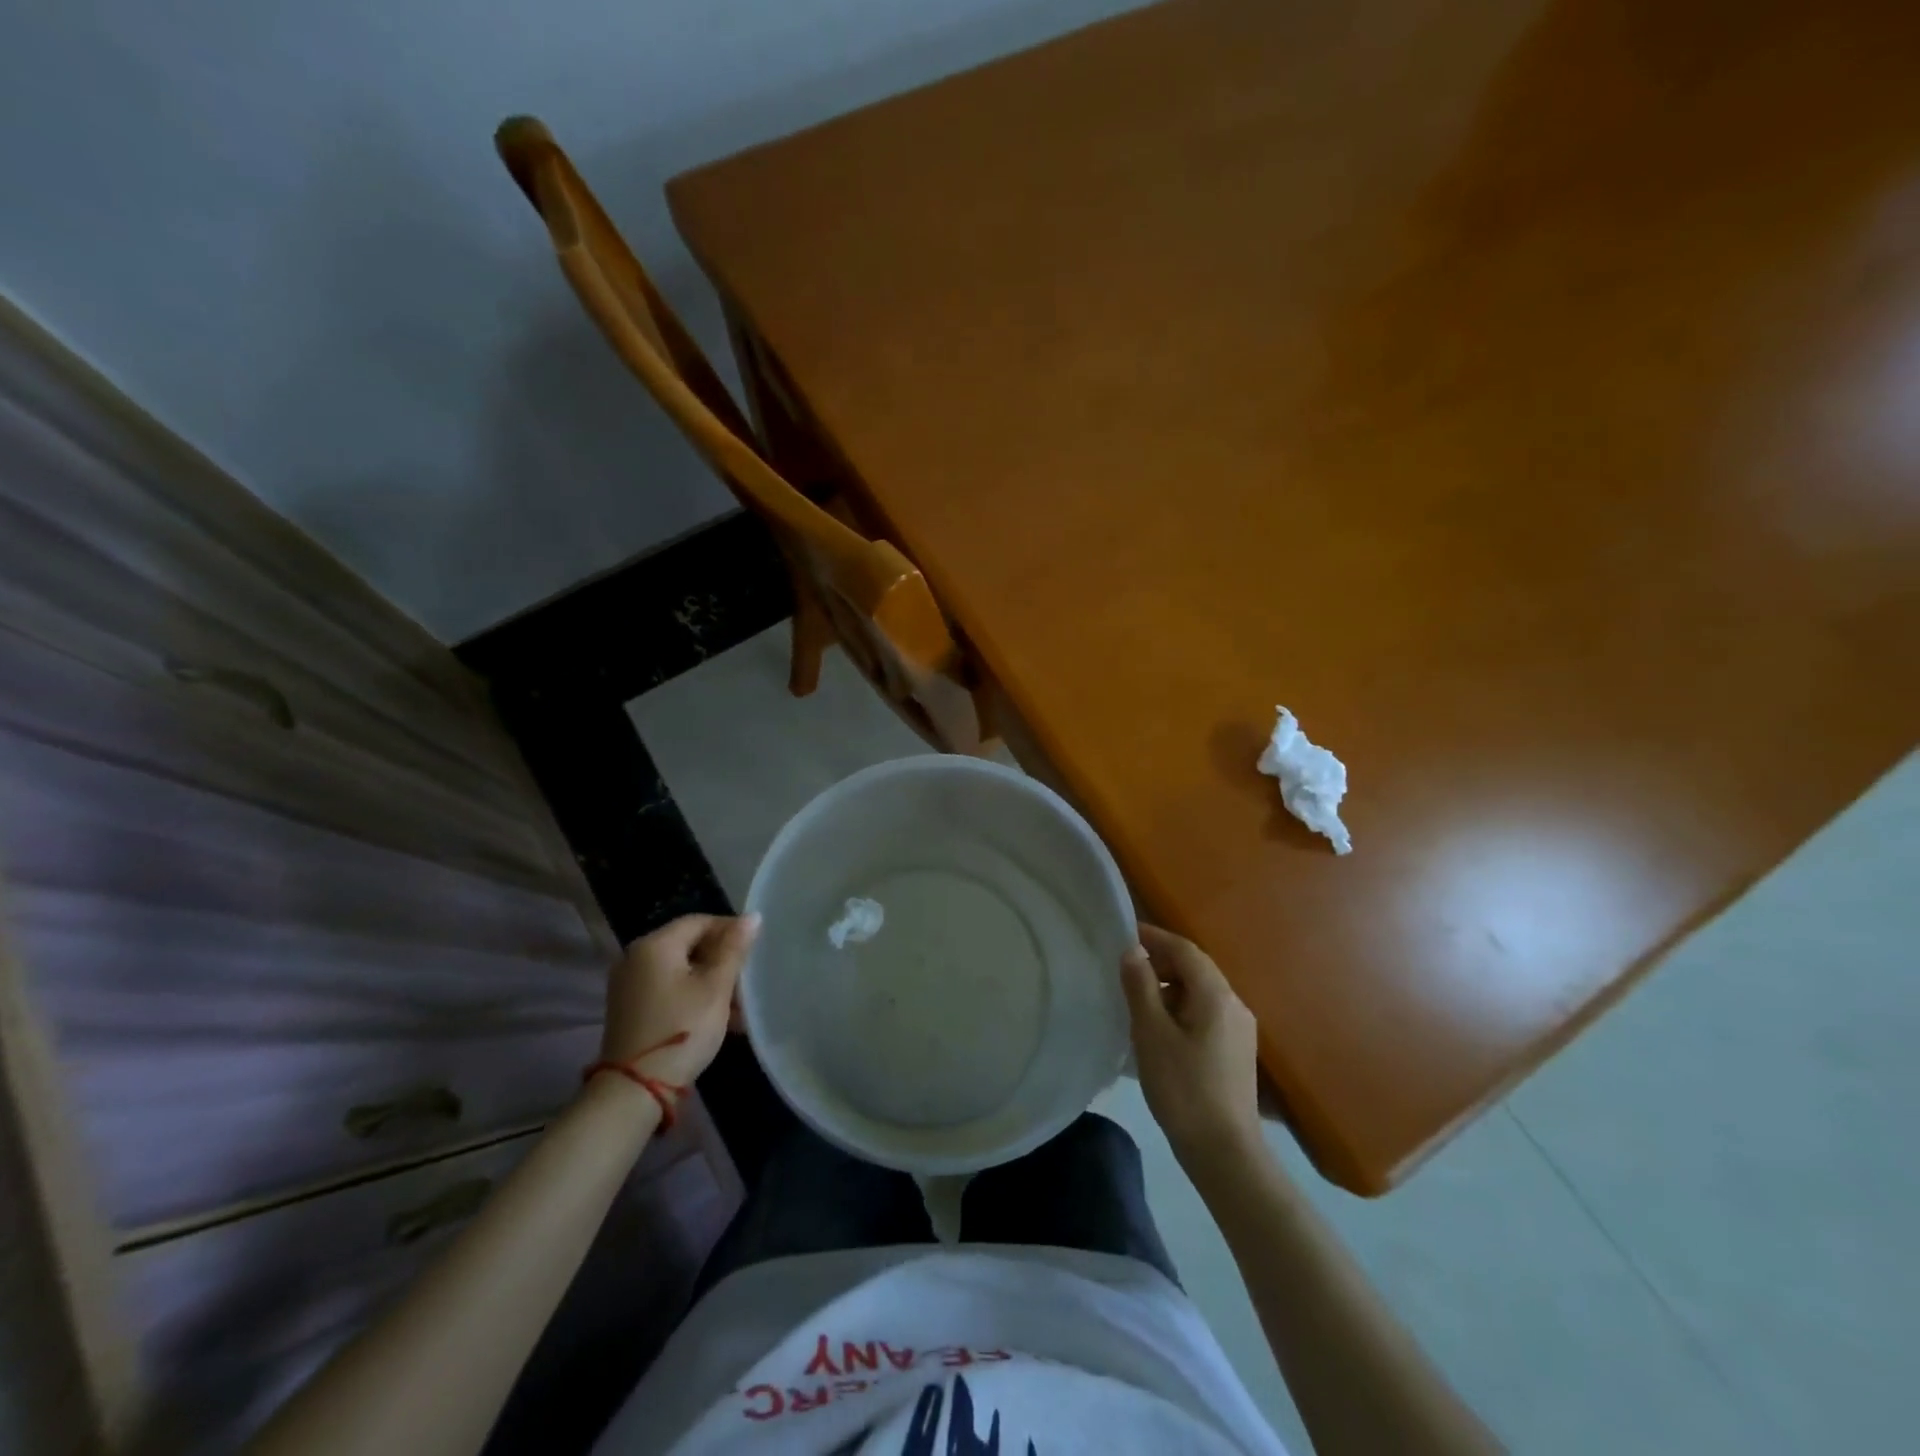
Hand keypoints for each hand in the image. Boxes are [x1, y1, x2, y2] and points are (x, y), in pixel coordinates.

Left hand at [599, 913, 760, 1102]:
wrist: (635, 1090)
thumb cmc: (682, 1029)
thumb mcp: (716, 988)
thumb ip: (734, 949)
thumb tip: (752, 916)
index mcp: (654, 945)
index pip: (699, 921)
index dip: (730, 929)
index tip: (756, 948)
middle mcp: (636, 958)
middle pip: (689, 946)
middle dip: (722, 961)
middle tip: (749, 980)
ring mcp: (629, 985)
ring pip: (681, 971)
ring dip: (711, 983)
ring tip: (740, 1006)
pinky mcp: (630, 1009)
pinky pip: (669, 989)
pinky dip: (693, 996)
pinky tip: (718, 1018)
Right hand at [1121, 923, 1263, 1176]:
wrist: (1225, 1153)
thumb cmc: (1183, 1088)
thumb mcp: (1151, 1033)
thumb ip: (1141, 986)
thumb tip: (1132, 950)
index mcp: (1216, 994)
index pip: (1184, 950)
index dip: (1154, 937)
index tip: (1124, 935)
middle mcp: (1234, 1003)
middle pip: (1196, 968)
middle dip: (1162, 963)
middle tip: (1126, 970)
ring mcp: (1240, 1029)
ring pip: (1201, 992)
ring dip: (1171, 988)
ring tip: (1138, 1002)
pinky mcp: (1238, 1051)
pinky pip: (1207, 1014)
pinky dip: (1182, 1009)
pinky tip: (1161, 1030)